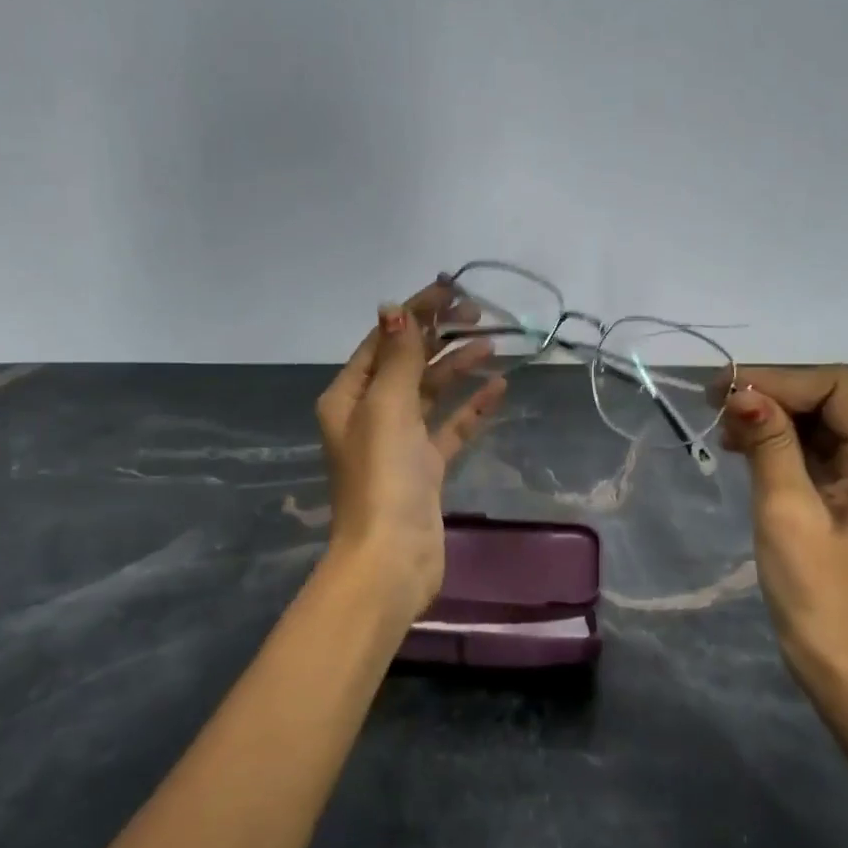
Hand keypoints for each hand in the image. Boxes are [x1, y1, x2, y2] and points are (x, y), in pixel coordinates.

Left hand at [315, 281, 506, 621]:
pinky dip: (471, 408)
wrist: (392, 557)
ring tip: (492, 345)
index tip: (451, 290)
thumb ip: (398, 358)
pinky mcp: (425, 468)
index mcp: (349, 397)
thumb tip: (395, 309)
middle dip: (439, 336)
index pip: (383, 341)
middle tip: (478, 314)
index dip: (415, 313)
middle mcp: (370, 415)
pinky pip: (450, 427)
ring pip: (431, 394)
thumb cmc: (383, 476)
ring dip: (457, 368)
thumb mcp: (387, 407)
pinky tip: (498, 388)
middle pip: (408, 363)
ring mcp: (399, 443)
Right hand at [712, 366, 847, 688]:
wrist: (841, 664)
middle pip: (830, 400)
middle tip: (715, 402)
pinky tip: (741, 445)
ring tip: (723, 427)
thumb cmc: (818, 592)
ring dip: (770, 417)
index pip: (837, 389)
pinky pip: (814, 449)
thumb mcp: (787, 511)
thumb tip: (741, 393)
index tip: (725, 390)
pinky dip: (777, 441)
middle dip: (772, 396)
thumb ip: (769, 445)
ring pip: (818, 421)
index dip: (780, 381)